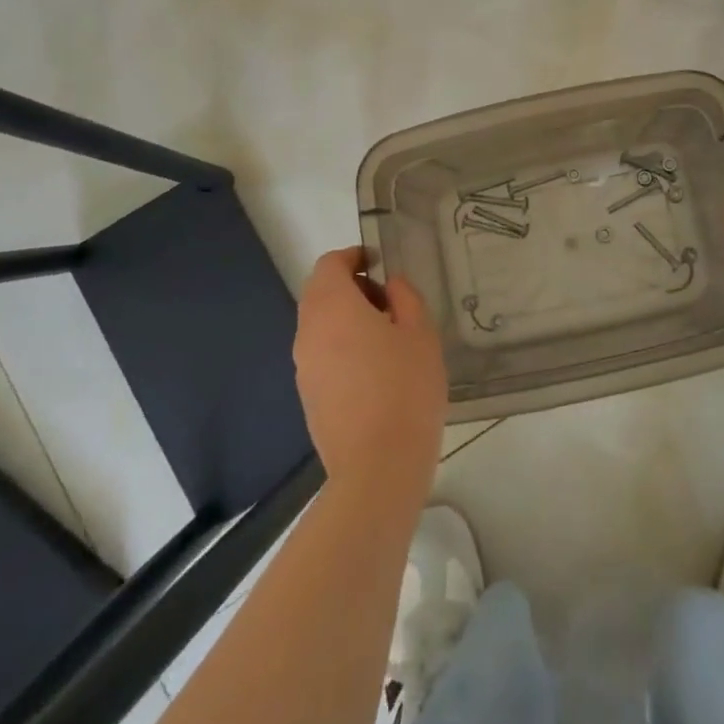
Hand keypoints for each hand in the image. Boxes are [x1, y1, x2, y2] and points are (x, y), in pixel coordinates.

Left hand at [293, 248, 447, 498]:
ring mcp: (303, 367)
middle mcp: (308, 332)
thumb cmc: (405, 388)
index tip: (380, 265)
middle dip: (351, 288)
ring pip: (319, 325)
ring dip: (347, 318)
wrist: (377, 466)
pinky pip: (321, 354)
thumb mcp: (420, 333)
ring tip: (387, 338)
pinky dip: (342, 346)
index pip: (330, 264)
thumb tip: (390, 285)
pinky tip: (375, 371)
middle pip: (320, 293)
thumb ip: (405, 297)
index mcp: (332, 308)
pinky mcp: (307, 396)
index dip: (353, 257)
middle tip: (390, 302)